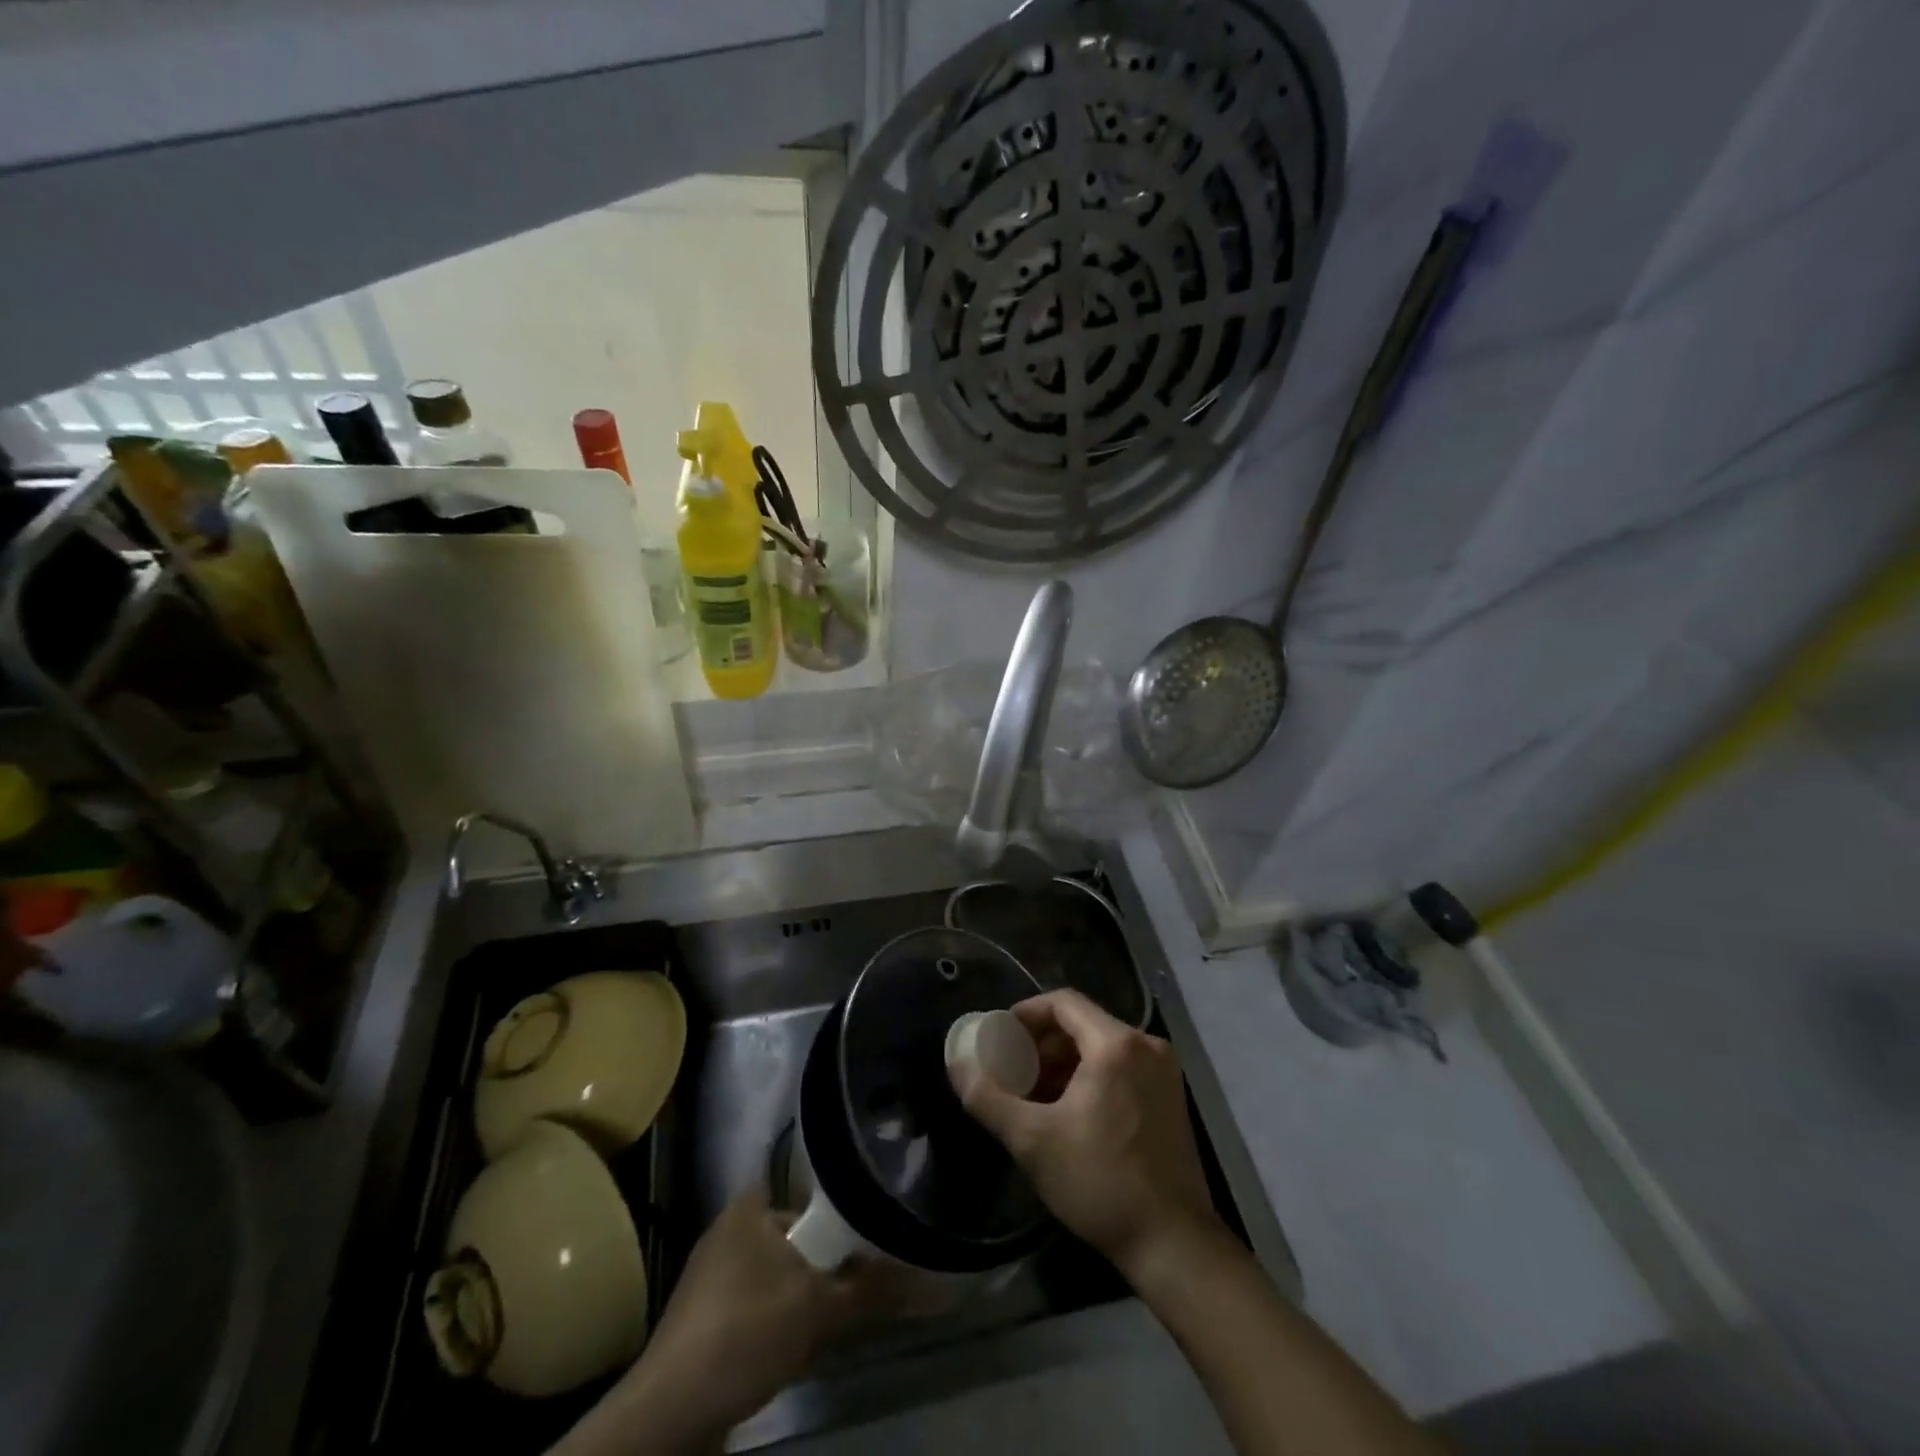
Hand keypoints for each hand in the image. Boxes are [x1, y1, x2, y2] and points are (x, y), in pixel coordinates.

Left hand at [552, 1185, 891, 1455]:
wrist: (668, 1414)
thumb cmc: (746, 1332)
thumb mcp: (820, 1308)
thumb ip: (875, 1289)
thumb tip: (938, 1282)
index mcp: (749, 1206)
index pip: (808, 1189)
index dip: (841, 1209)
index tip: (870, 1232)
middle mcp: (728, 1229)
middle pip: (796, 1236)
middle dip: (824, 1265)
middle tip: (853, 1289)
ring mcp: (710, 1277)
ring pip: (778, 1276)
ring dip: (803, 1299)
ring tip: (827, 1325)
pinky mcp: (702, 1320)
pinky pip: (756, 1306)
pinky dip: (776, 1323)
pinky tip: (791, 1351)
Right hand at [951, 989, 1224, 1281]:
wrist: (1173, 1243)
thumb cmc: (1100, 1182)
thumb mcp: (1032, 1140)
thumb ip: (988, 1096)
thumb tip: (957, 1063)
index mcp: (1116, 1044)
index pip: (1064, 1002)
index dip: (1028, 1012)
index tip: (1001, 1035)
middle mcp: (1146, 1045)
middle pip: (1084, 1023)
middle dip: (1044, 1042)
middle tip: (1014, 1068)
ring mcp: (1164, 1071)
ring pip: (1103, 1047)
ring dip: (1066, 1061)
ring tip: (1035, 1093)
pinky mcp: (1171, 1097)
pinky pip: (1123, 1067)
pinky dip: (1092, 1076)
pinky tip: (1070, 1111)